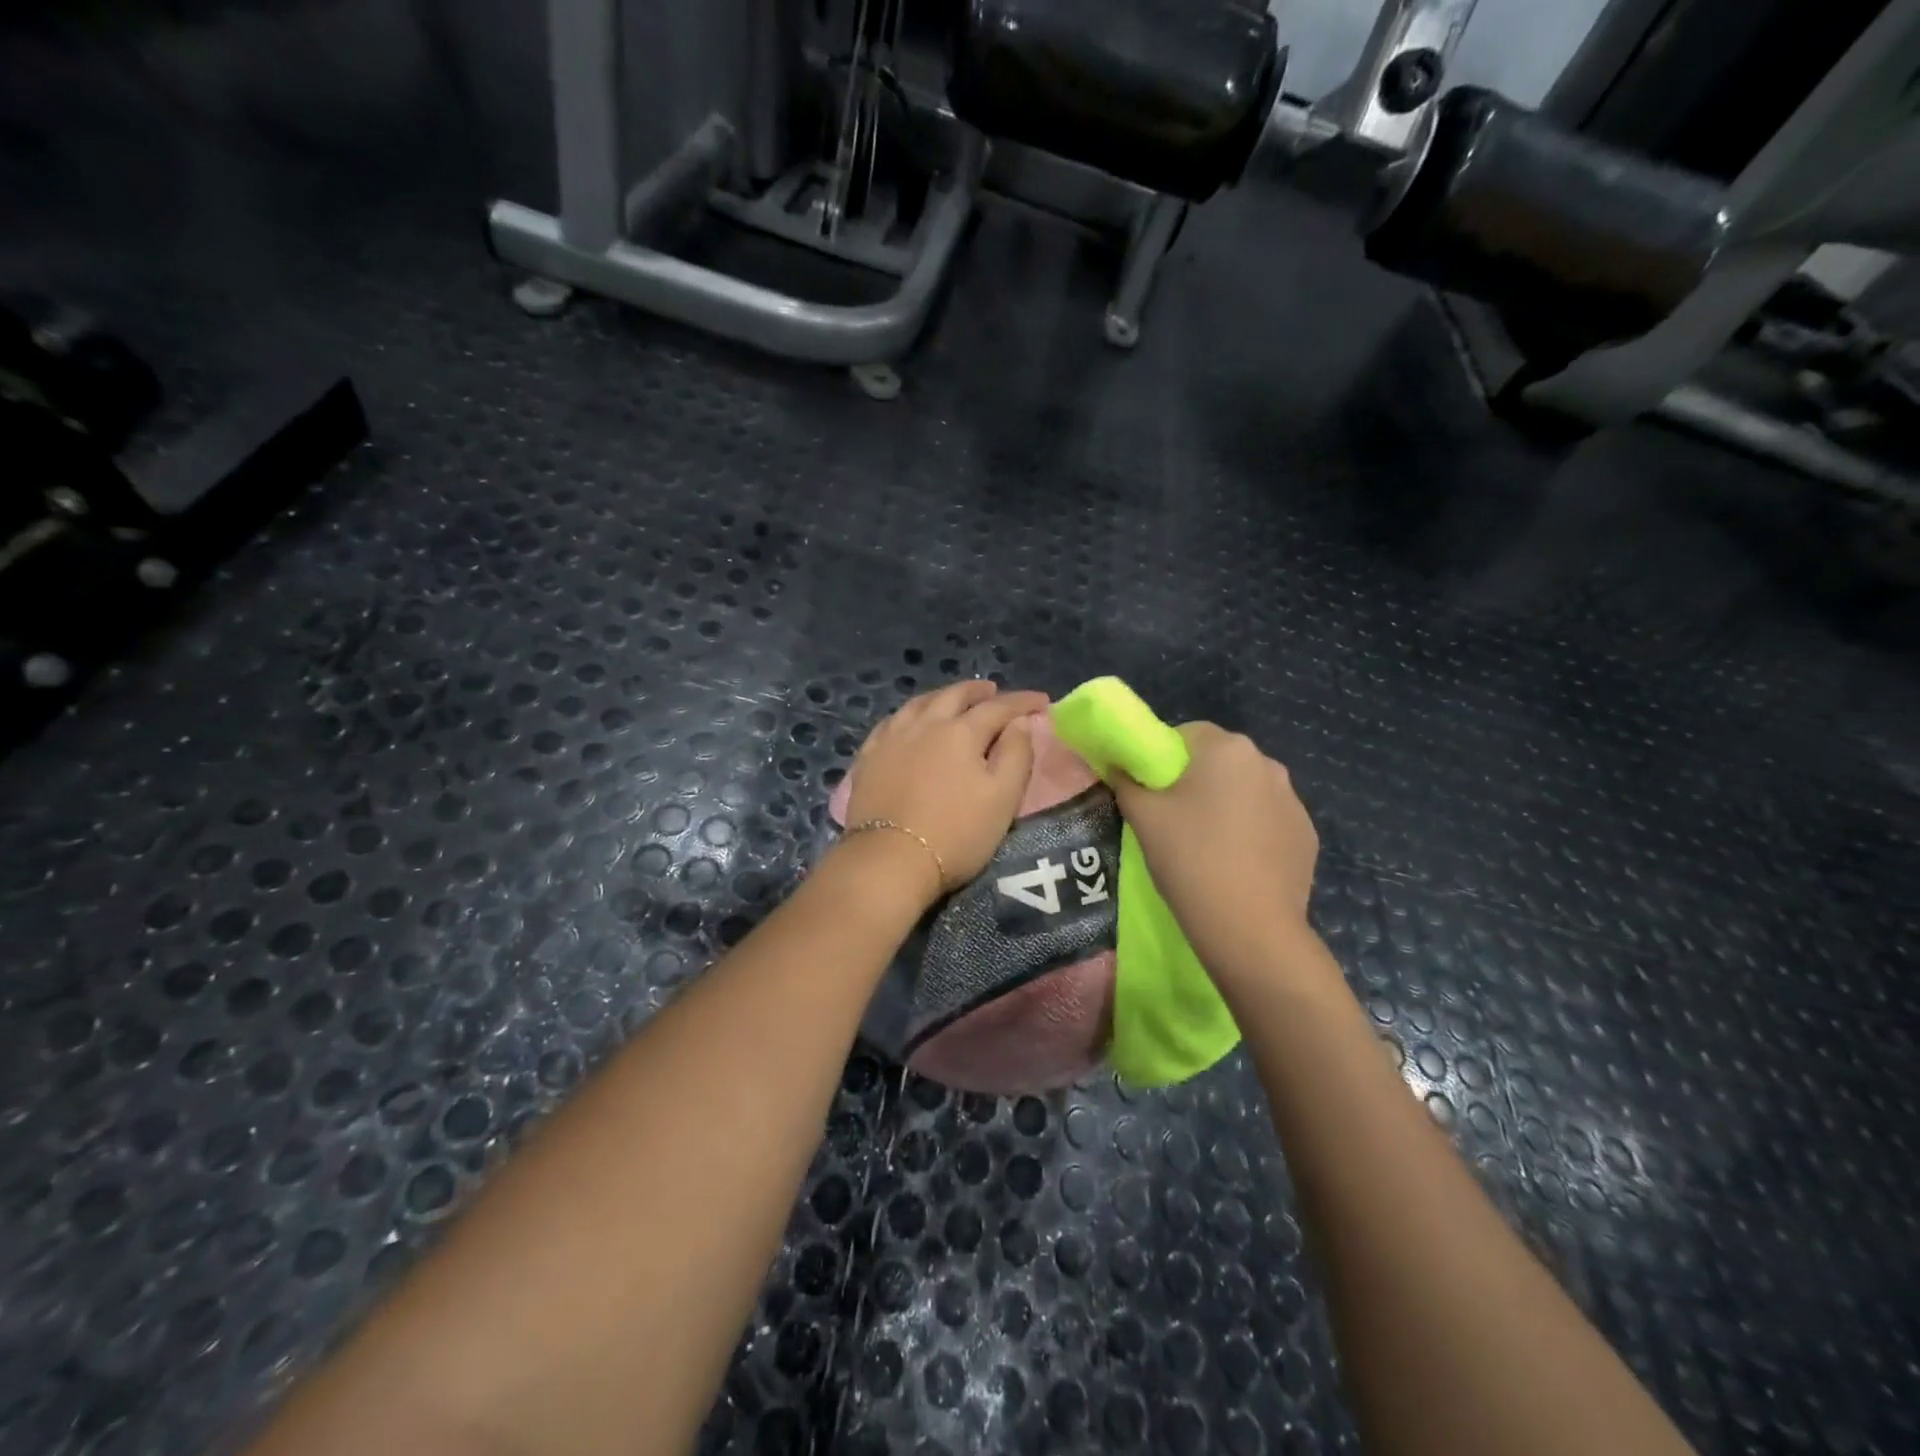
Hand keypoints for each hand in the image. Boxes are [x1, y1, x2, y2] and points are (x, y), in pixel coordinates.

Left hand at [842, 681, 1047, 905]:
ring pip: (918, 704)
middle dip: (978, 691)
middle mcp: (924, 724)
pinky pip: (890, 723)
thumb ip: (1016, 755)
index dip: (1022, 702)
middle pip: (953, 696)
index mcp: (960, 732)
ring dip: (941, 697)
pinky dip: (908, 715)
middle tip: (993, 690)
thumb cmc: (956, 833)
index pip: (998, 707)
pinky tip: (909, 722)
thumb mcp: (1003, 798)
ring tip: (952, 699)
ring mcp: (891, 739)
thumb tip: (1020, 722)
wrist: (888, 860)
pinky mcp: (868, 758)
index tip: (1042, 701)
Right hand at [1107, 722, 1322, 982]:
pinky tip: (1235, 864)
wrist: (1250, 928)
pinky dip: (1250, 832)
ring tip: (1205, 847)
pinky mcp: (1307, 836)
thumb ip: (1126, 781)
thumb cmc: (1190, 859)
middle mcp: (1267, 764)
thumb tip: (1118, 767)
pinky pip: (1268, 821)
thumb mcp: (1143, 817)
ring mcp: (1294, 801)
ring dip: (1226, 805)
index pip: (1187, 733)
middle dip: (1195, 781)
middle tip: (1172, 819)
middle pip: (1219, 761)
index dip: (1162, 758)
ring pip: (1246, 791)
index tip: (1150, 791)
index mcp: (1227, 749)